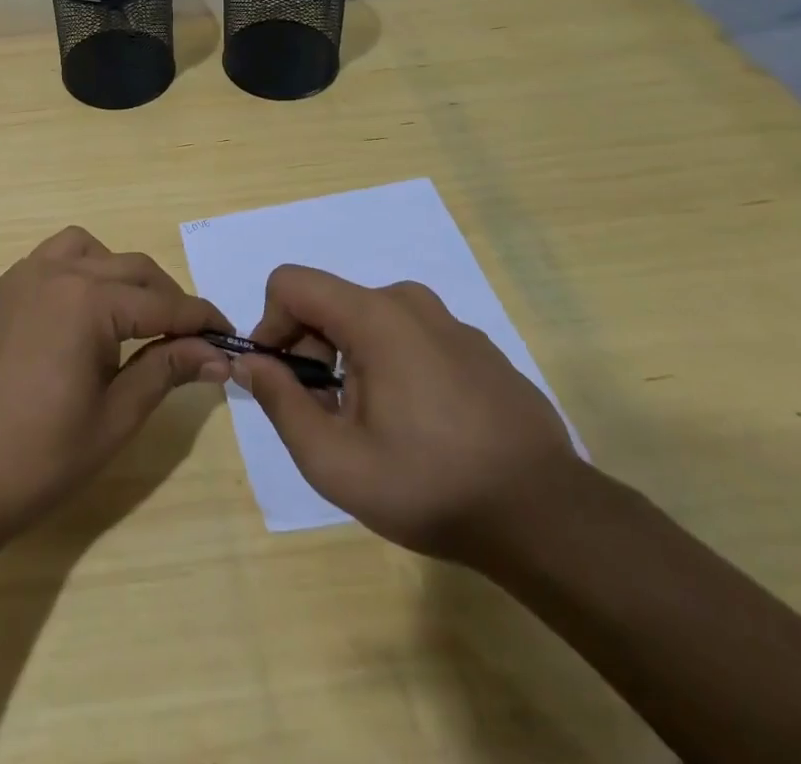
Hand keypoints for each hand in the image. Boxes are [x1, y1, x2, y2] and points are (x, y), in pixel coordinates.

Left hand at [0, 226, 229, 547]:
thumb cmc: (38, 457)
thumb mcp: (114, 417)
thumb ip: (166, 372)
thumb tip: (217, 354)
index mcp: (87, 300)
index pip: (162, 303)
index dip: (200, 320)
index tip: (230, 335)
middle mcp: (56, 272)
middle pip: (131, 268)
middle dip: (167, 298)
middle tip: (190, 338)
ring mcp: (24, 277)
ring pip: (90, 250)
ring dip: (121, 274)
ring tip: (135, 317)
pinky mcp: (4, 291)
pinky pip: (54, 259)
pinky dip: (82, 271)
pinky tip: (86, 314)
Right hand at [234, 265, 577, 561]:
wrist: (548, 518)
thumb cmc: (430, 486)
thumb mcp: (334, 460)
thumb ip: (280, 402)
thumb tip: (251, 362)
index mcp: (374, 315)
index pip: (291, 283)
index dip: (271, 324)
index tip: (282, 378)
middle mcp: (410, 302)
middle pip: (330, 304)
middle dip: (311, 351)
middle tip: (326, 415)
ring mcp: (450, 322)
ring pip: (370, 322)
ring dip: (350, 362)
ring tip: (372, 427)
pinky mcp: (477, 347)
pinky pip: (411, 338)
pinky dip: (392, 366)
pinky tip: (418, 426)